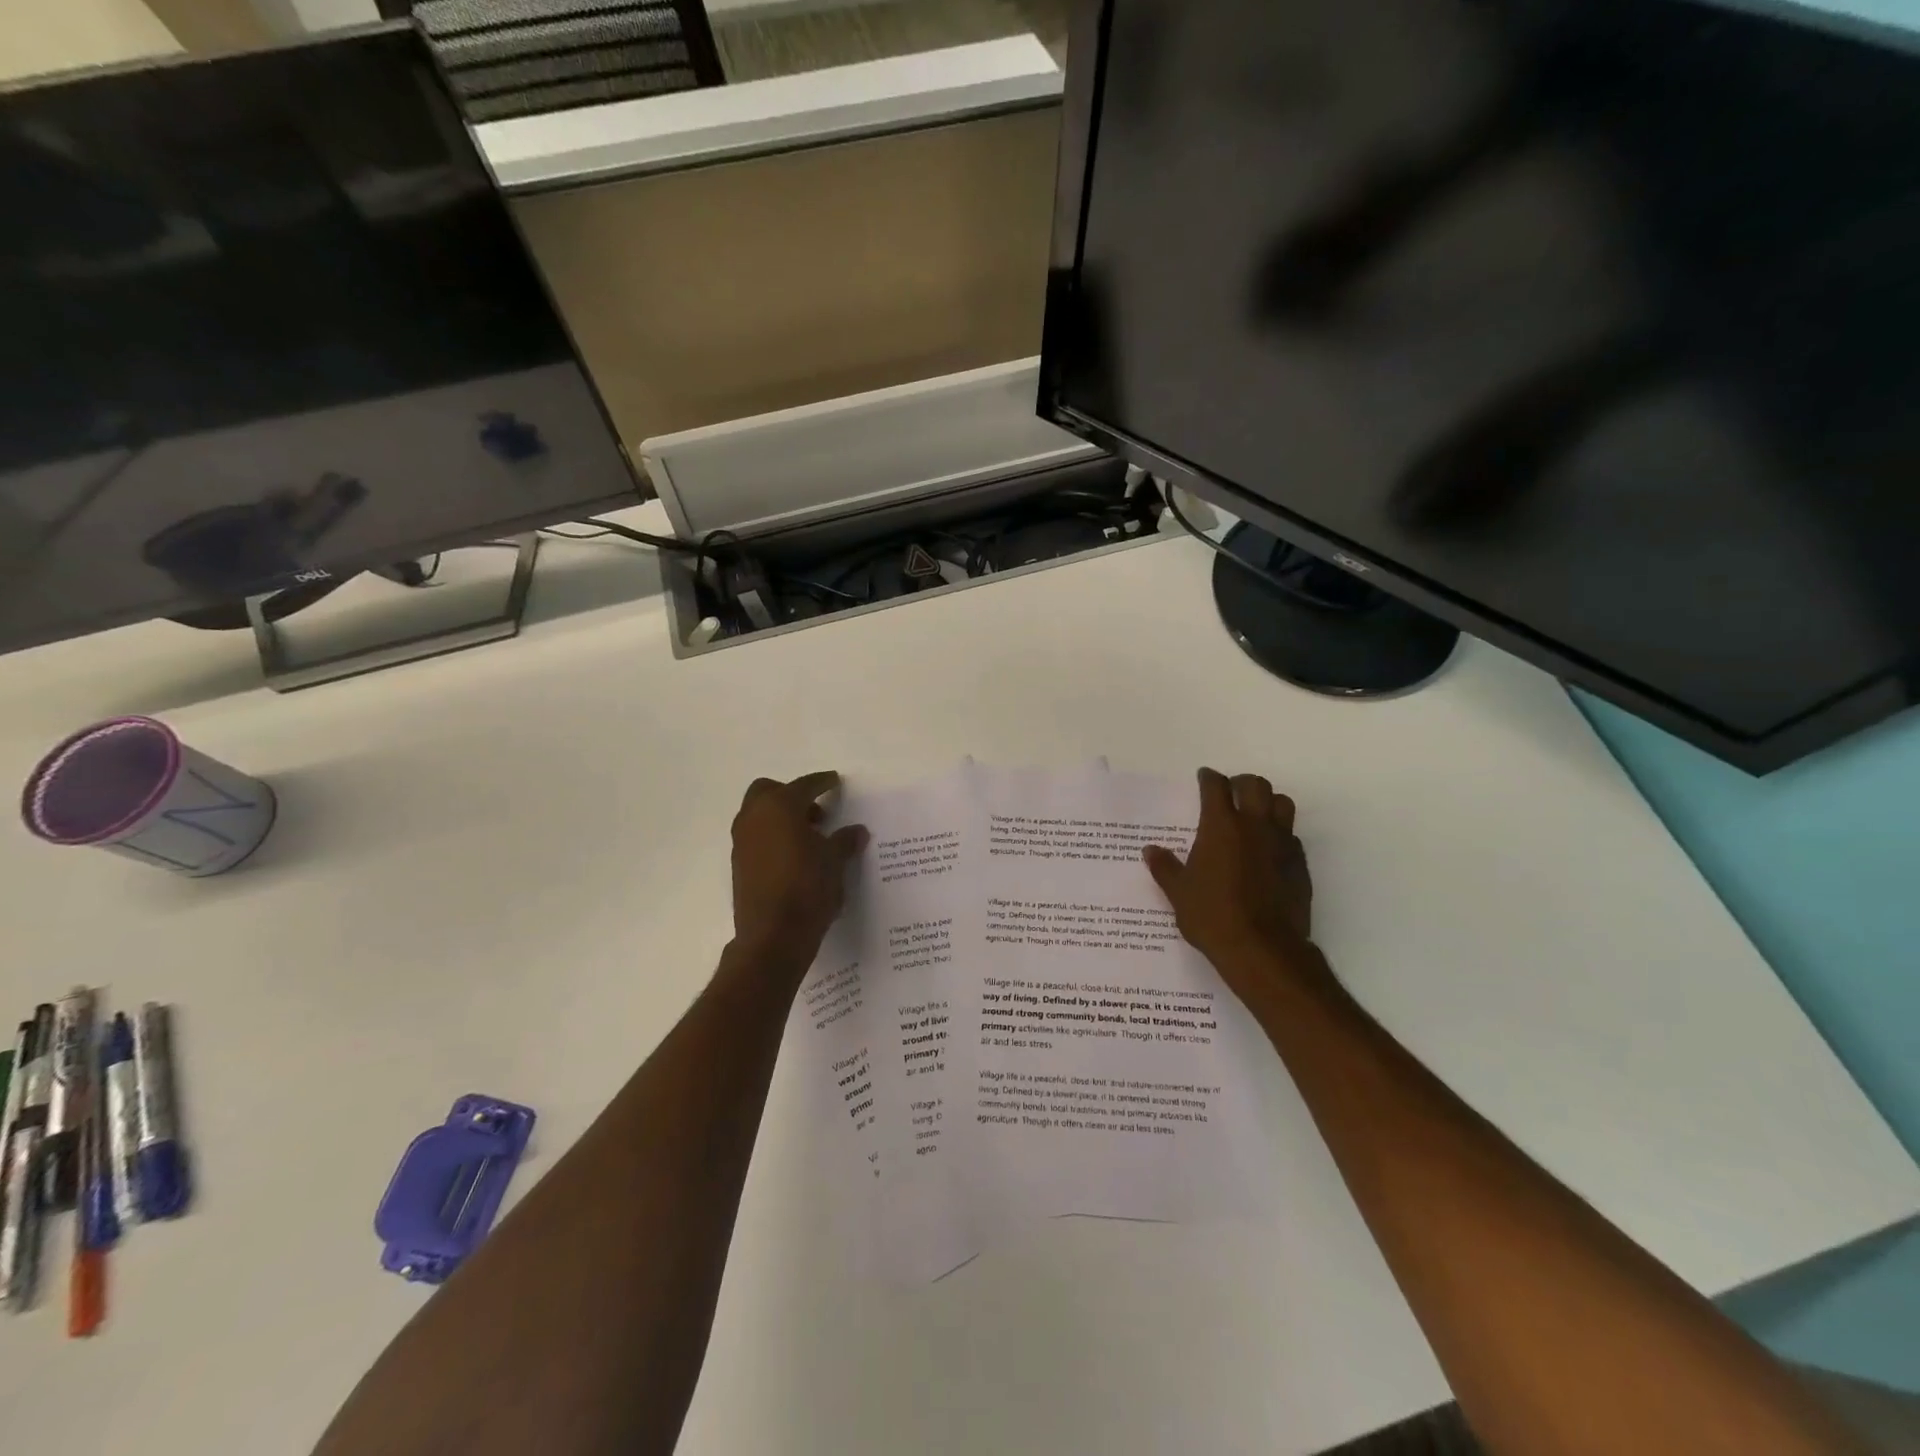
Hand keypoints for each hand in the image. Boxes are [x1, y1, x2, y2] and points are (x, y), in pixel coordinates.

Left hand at [729, 771, 868, 976]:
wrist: (773, 936)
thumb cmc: (808, 888)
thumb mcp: (835, 862)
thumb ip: (844, 841)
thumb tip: (857, 831)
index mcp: (780, 807)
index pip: (805, 785)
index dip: (822, 782)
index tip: (834, 781)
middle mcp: (755, 817)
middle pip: (769, 791)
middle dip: (792, 796)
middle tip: (817, 814)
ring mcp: (742, 841)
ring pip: (759, 814)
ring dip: (781, 817)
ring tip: (809, 838)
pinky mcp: (738, 865)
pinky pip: (756, 837)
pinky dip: (772, 837)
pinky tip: (794, 857)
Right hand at [1144, 769, 1328, 999]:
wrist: (1263, 949)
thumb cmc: (1213, 916)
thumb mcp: (1179, 893)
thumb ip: (1165, 867)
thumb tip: (1150, 851)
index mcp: (1221, 826)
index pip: (1216, 786)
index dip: (1209, 778)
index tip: (1204, 777)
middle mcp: (1254, 826)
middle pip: (1256, 785)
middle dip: (1242, 783)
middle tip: (1231, 792)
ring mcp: (1282, 844)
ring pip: (1282, 804)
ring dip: (1268, 802)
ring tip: (1255, 814)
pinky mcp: (1300, 864)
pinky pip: (1292, 835)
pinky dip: (1280, 833)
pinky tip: (1268, 850)